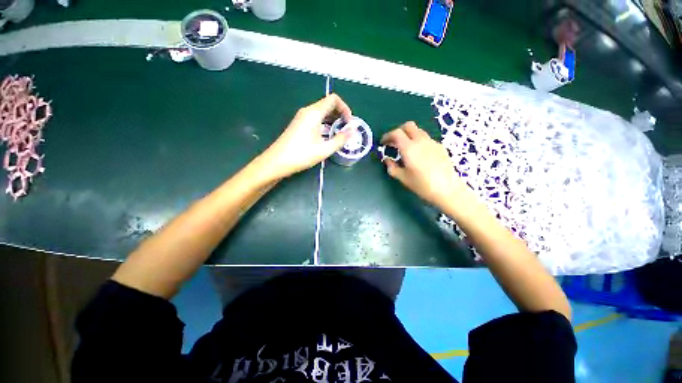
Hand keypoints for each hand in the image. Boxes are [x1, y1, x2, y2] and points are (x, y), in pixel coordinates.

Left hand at [258, 94, 353, 179]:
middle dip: (340, 114)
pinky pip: (315, 119)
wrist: (276, 162)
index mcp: (314, 113)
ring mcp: (302, 118)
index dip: (345, 108)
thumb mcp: (324, 149)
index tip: (349, 123)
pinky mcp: (299, 125)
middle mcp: (307, 111)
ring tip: (339, 134)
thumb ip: (340, 139)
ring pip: (321, 113)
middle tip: (346, 129)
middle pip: (328, 105)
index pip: (333, 99)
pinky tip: (327, 137)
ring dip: (333, 120)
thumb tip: (353, 131)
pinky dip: (325, 124)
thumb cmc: (301, 155)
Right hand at [381, 121, 465, 206]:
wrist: (448, 190)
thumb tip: (387, 160)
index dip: (387, 136)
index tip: (383, 143)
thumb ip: (392, 167)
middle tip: (393, 142)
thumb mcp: (403, 178)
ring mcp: (432, 143)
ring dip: (409, 135)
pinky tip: (419, 155)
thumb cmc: (422, 185)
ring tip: (405, 149)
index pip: (396, 133)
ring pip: (418, 131)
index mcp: (409, 148)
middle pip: (408, 126)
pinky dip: (418, 141)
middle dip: (398, 131)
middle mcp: (421, 141)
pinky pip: (426, 139)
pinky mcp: (440, 147)